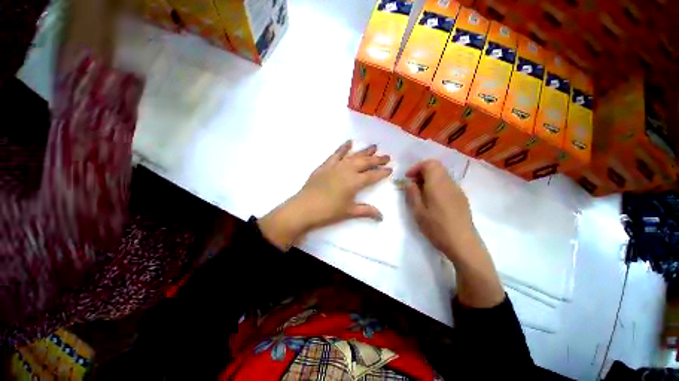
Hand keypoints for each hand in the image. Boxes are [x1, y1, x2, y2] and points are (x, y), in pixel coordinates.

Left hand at [259, 141, 391, 249]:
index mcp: (355, 182)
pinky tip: (349, 142)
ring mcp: (336, 166)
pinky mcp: (325, 165)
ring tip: (374, 146)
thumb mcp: (349, 212)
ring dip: (364, 151)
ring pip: (353, 156)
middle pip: (365, 162)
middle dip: (377, 159)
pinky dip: (343, 147)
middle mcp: (347, 170)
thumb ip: (366, 211)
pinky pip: (336, 154)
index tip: (390, 169)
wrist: (305, 208)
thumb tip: (382, 216)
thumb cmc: (329, 211)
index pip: (373, 175)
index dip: (382, 172)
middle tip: (387, 156)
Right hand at [404, 160, 475, 262]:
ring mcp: (458, 190)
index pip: (429, 164)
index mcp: (438, 185)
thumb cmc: (437, 228)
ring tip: (421, 193)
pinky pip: (447, 184)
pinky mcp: (461, 198)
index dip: (416, 167)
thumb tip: (409, 182)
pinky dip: (437, 185)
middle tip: (413, 185)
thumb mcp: (418, 212)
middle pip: (437, 167)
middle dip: (422, 172)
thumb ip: (412, 193)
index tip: (408, 178)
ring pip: (442, 175)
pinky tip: (432, 200)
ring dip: (429, 179)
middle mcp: (449, 183)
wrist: (463, 244)